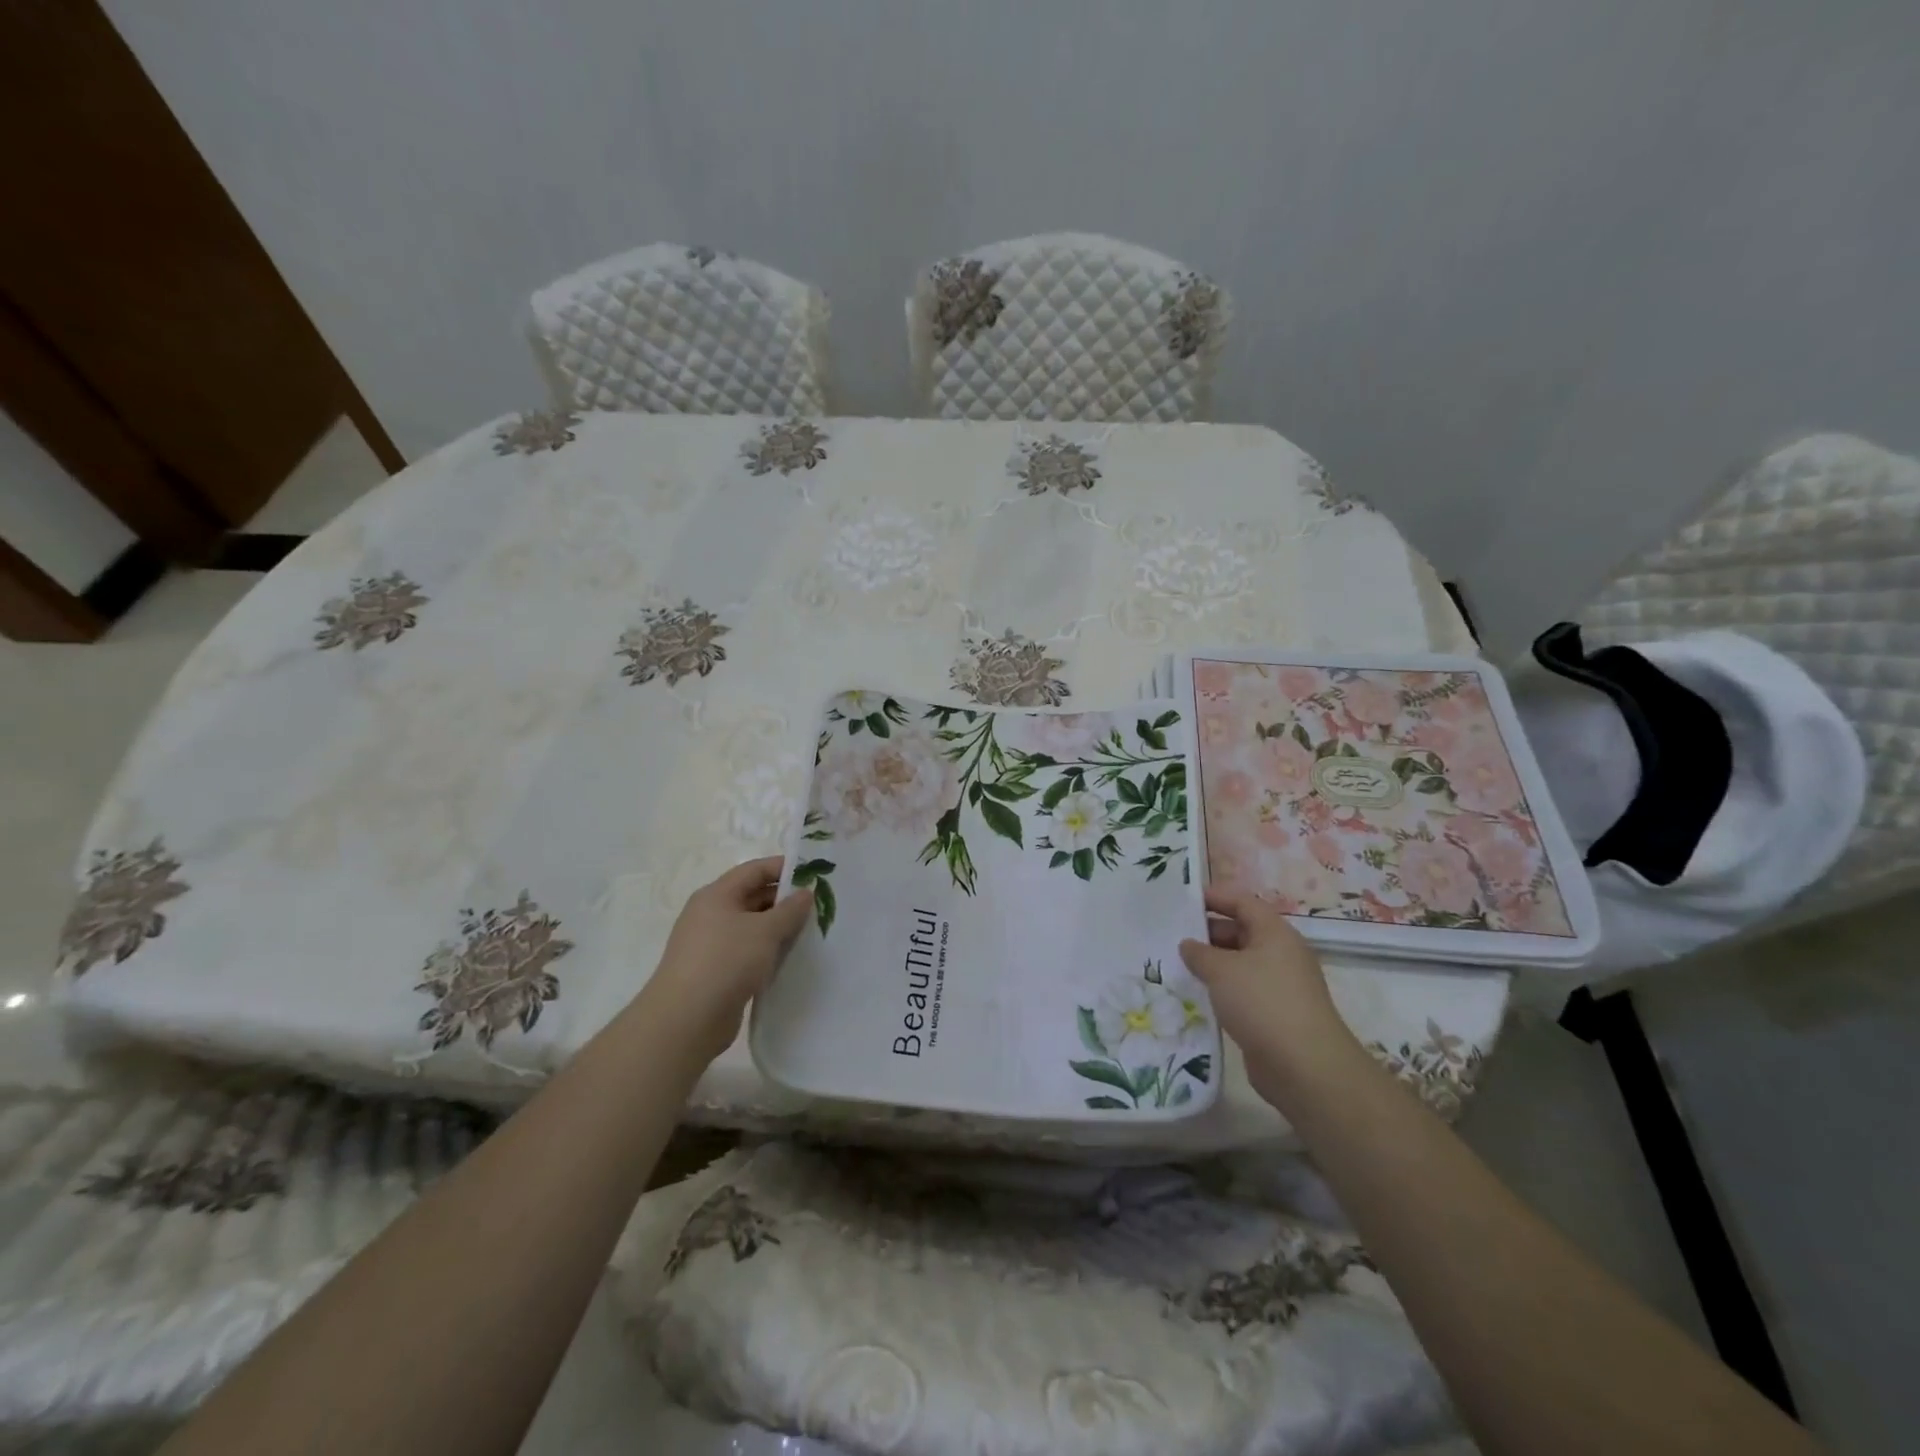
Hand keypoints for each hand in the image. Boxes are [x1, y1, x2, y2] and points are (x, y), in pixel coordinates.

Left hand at [639, 857, 812, 1062]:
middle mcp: (711, 915)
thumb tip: (805, 893)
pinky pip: (748, 952)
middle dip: (785, 901)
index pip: (754, 870)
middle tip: (820, 906)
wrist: (686, 1021)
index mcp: (717, 895)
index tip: (815, 874)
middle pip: (753, 897)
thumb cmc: (726, 961)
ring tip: (811, 933)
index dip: (784, 868)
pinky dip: (768, 952)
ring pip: (752, 927)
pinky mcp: (716, 972)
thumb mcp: (765, 931)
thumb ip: (790, 910)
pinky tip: (790, 960)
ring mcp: (712, 945)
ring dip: (779, 929)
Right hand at [1179, 887, 1361, 1108]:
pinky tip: (1197, 996)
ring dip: (1212, 964)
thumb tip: (1188, 945)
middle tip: (1172, 937)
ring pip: (1240, 964)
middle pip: (1241, 931)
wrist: (1304, 1067)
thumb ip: (1199, 952)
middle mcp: (1281, 954)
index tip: (1183, 902)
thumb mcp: (1221, 970)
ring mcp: (1281, 985)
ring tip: (1178, 967)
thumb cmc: (1262, 1002)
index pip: (1242, 902)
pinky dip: (1222, 990)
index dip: (1214, 897)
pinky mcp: (1276, 1014)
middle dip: (1207, 933)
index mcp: (1274, 933)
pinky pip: (1243, 991)